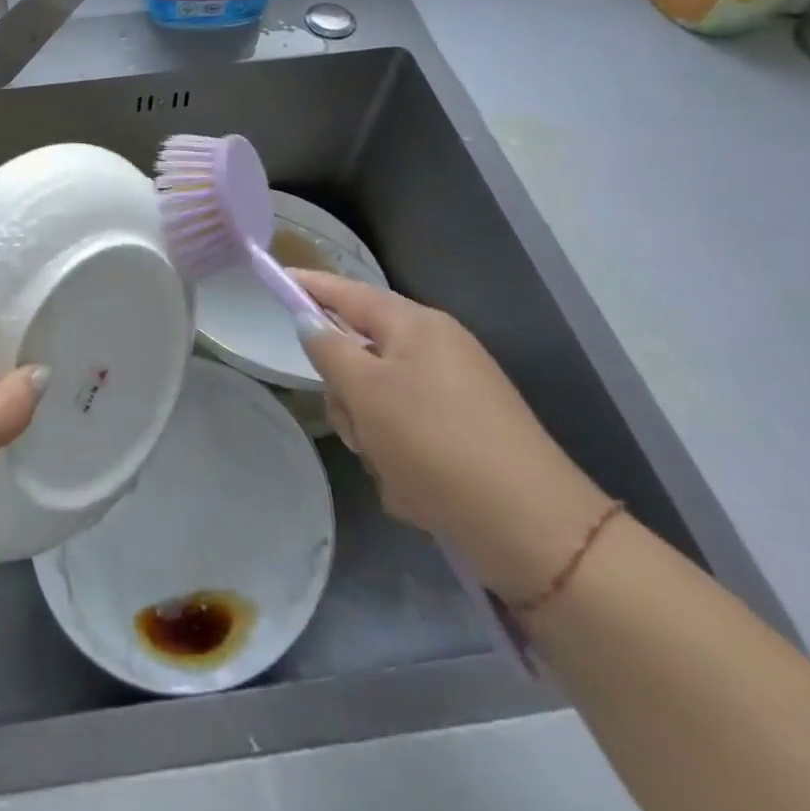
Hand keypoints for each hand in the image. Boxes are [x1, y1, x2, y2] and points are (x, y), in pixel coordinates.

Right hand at [293, 270, 614, 603]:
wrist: (536, 532)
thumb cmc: (437, 444)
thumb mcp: (367, 392)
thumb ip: (329, 349)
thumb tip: (310, 322)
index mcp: (415, 326)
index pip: (346, 292)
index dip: (308, 286)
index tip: (273, 278)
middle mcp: (435, 350)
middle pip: (359, 354)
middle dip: (347, 395)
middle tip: (358, 427)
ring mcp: (453, 394)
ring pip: (377, 402)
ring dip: (372, 436)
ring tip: (393, 469)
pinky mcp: (464, 436)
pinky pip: (405, 436)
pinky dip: (400, 462)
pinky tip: (418, 492)